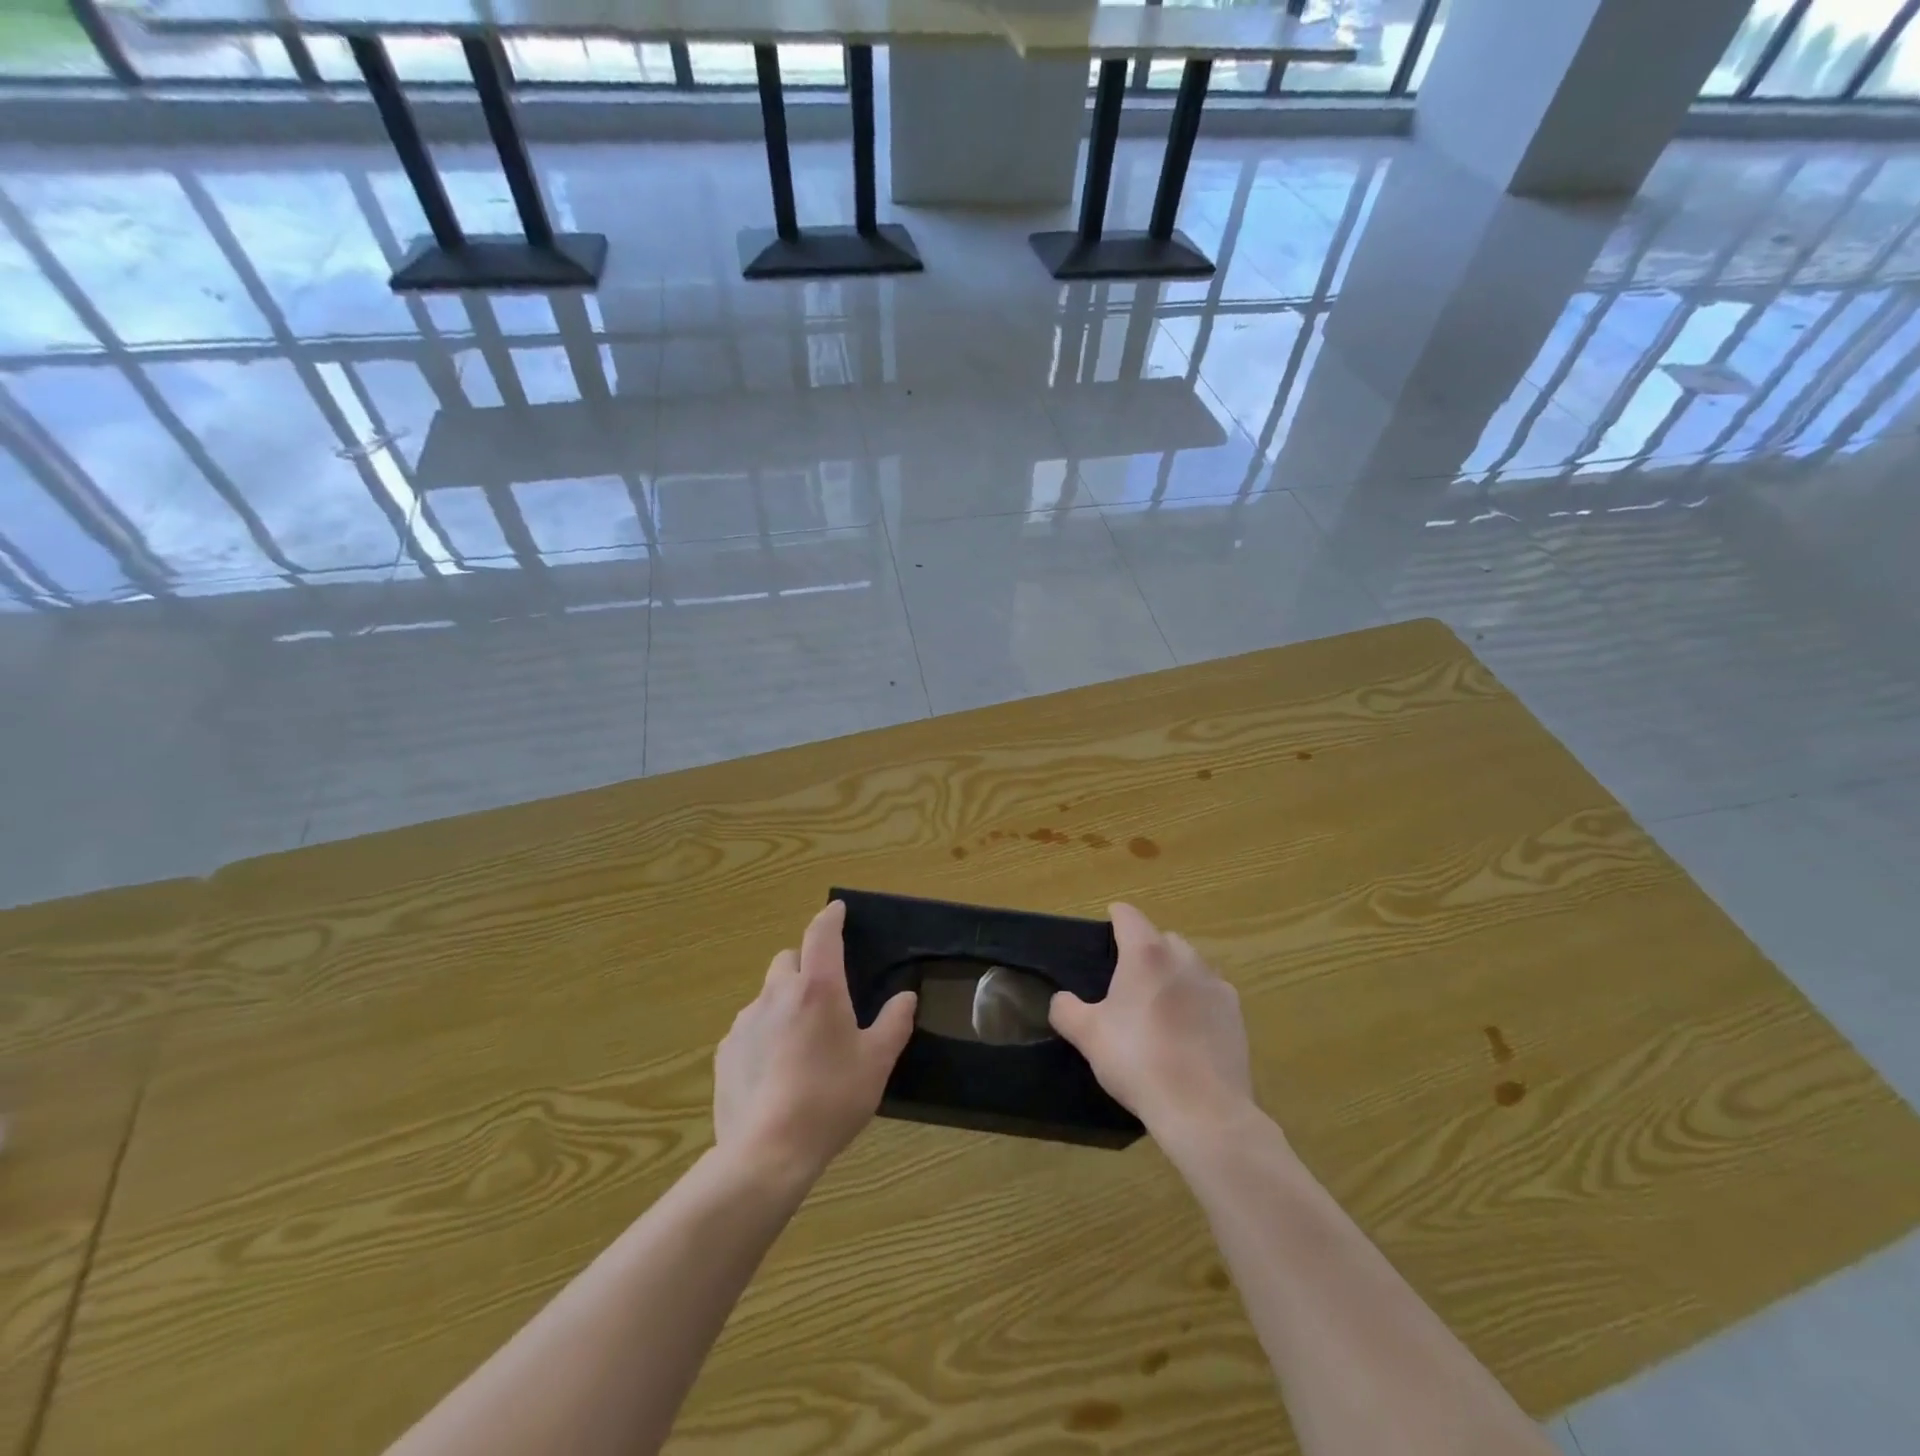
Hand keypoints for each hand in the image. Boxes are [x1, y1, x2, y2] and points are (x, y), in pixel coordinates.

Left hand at [714, 901, 917, 1183]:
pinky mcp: (725, 1051)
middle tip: (824, 997)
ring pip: (767, 995)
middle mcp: (777, 994)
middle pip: (788, 960)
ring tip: (800, 1041)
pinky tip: (775, 1070)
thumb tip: (905, 997)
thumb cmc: (831, 1099)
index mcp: (817, 988)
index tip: (837, 910)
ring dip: (784, 1003)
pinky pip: (748, 1029)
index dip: (830, 917)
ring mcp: (745, 1021)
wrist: (767, 1151)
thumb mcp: (877, 1062)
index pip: (821, 934)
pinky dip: (763, 1035)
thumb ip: (895, 1023)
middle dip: (805, 966)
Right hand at [1049, 903, 1253, 1137]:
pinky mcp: (1236, 1013)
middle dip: (1145, 949)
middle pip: (1162, 938)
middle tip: (1127, 980)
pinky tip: (1187, 1030)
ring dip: (1174, 973)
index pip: (1128, 916)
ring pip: (1190, 964)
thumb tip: (1061, 1000)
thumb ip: (1066, 1010)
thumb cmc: (1137, 1061)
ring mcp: (1215, 984)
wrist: (1202, 1109)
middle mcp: (1184, 958)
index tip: (1106, 926)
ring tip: (1159, 1006)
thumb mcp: (1088, 1036)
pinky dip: (1197, 1000)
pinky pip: (1211, 992)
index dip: (1115, 917)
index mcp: (1146, 954)